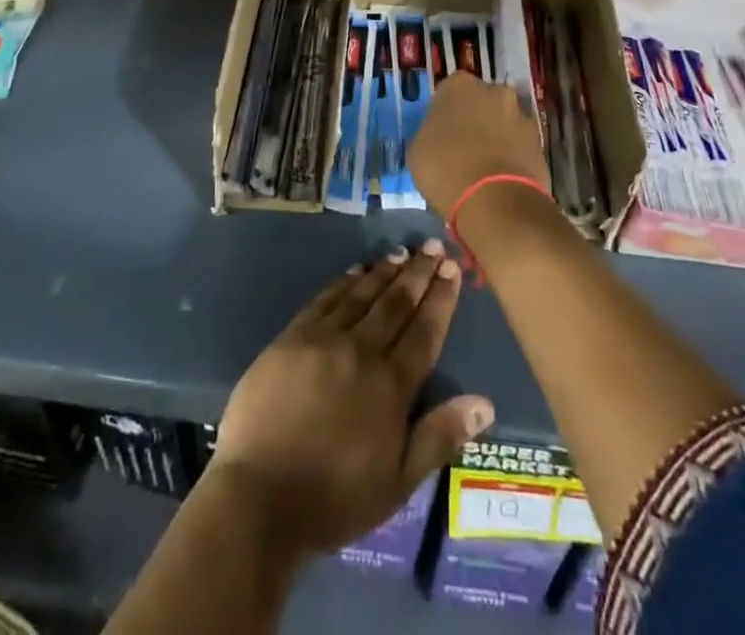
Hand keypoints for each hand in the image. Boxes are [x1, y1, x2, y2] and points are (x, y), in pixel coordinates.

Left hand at [209, 241, 494, 556]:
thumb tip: (485, 403)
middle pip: (396, 302)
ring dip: (384, 270)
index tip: (453, 267)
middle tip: (433, 246)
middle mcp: (361, 350)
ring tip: (402, 251)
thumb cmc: (334, 498)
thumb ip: (439, 437)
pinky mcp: (291, 337)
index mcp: (391, 385)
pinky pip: (325, 299)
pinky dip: (344, 281)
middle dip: (418, 272)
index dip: (441, 298)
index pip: (424, 330)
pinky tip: (355, 270)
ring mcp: (323, 339)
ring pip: (362, 294)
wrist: (259, 495)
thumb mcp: (398, 484)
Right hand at [408, 72, 549, 220]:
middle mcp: (494, 91)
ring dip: (497, 138)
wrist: (495, 199)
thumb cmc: (445, 168)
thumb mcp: (418, 150)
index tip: (441, 132)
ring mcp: (521, 116)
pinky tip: (500, 180)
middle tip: (464, 147)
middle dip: (476, 119)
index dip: (446, 112)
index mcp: (459, 85)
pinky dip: (512, 158)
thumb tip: (438, 136)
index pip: (450, 90)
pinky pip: (520, 147)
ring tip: (483, 169)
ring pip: (504, 123)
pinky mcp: (540, 144)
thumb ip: (430, 133)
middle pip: (482, 102)